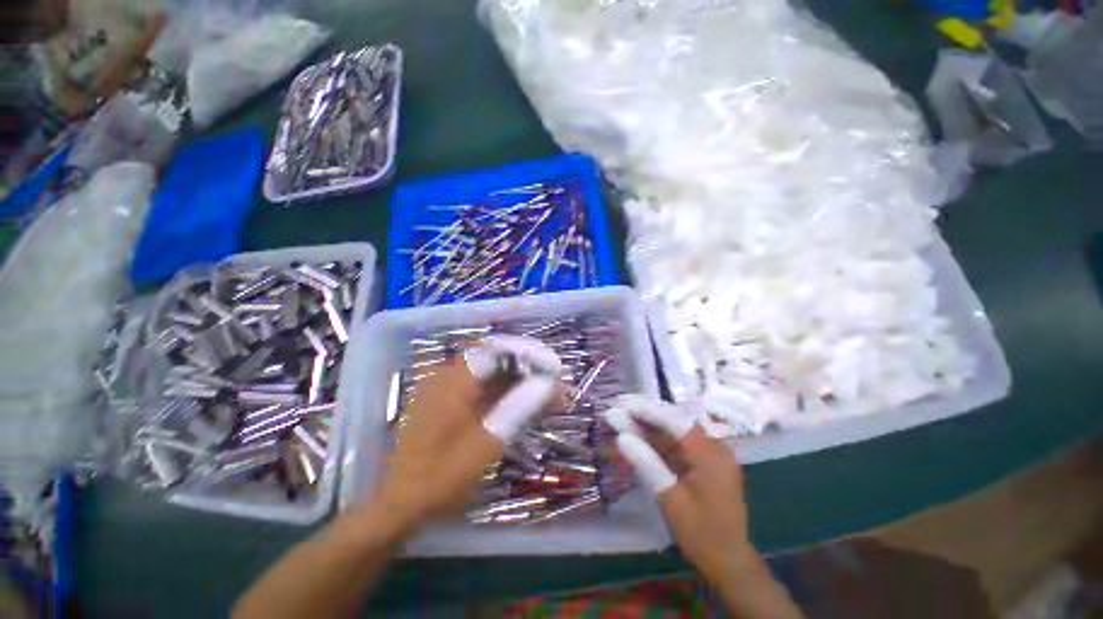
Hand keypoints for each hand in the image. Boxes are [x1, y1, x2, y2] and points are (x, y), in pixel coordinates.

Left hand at [371, 336, 559, 536]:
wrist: (398, 505)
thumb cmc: (442, 475)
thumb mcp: (487, 442)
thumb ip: (520, 407)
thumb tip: (550, 383)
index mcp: (455, 379)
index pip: (498, 348)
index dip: (529, 353)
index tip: (553, 367)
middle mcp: (448, 375)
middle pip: (495, 359)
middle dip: (526, 369)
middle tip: (553, 385)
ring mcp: (444, 388)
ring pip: (488, 373)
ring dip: (516, 382)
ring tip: (543, 396)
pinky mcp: (444, 402)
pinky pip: (478, 387)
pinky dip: (500, 394)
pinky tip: (518, 406)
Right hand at [606, 396, 754, 582]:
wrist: (729, 562)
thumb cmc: (701, 533)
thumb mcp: (670, 498)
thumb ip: (647, 463)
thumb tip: (621, 437)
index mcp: (711, 454)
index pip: (675, 421)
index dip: (648, 410)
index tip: (624, 404)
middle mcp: (714, 447)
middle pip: (675, 422)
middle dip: (646, 415)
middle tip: (620, 409)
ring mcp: (712, 455)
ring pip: (676, 433)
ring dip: (650, 427)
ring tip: (624, 420)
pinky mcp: (706, 463)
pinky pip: (680, 445)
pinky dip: (659, 442)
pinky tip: (640, 438)